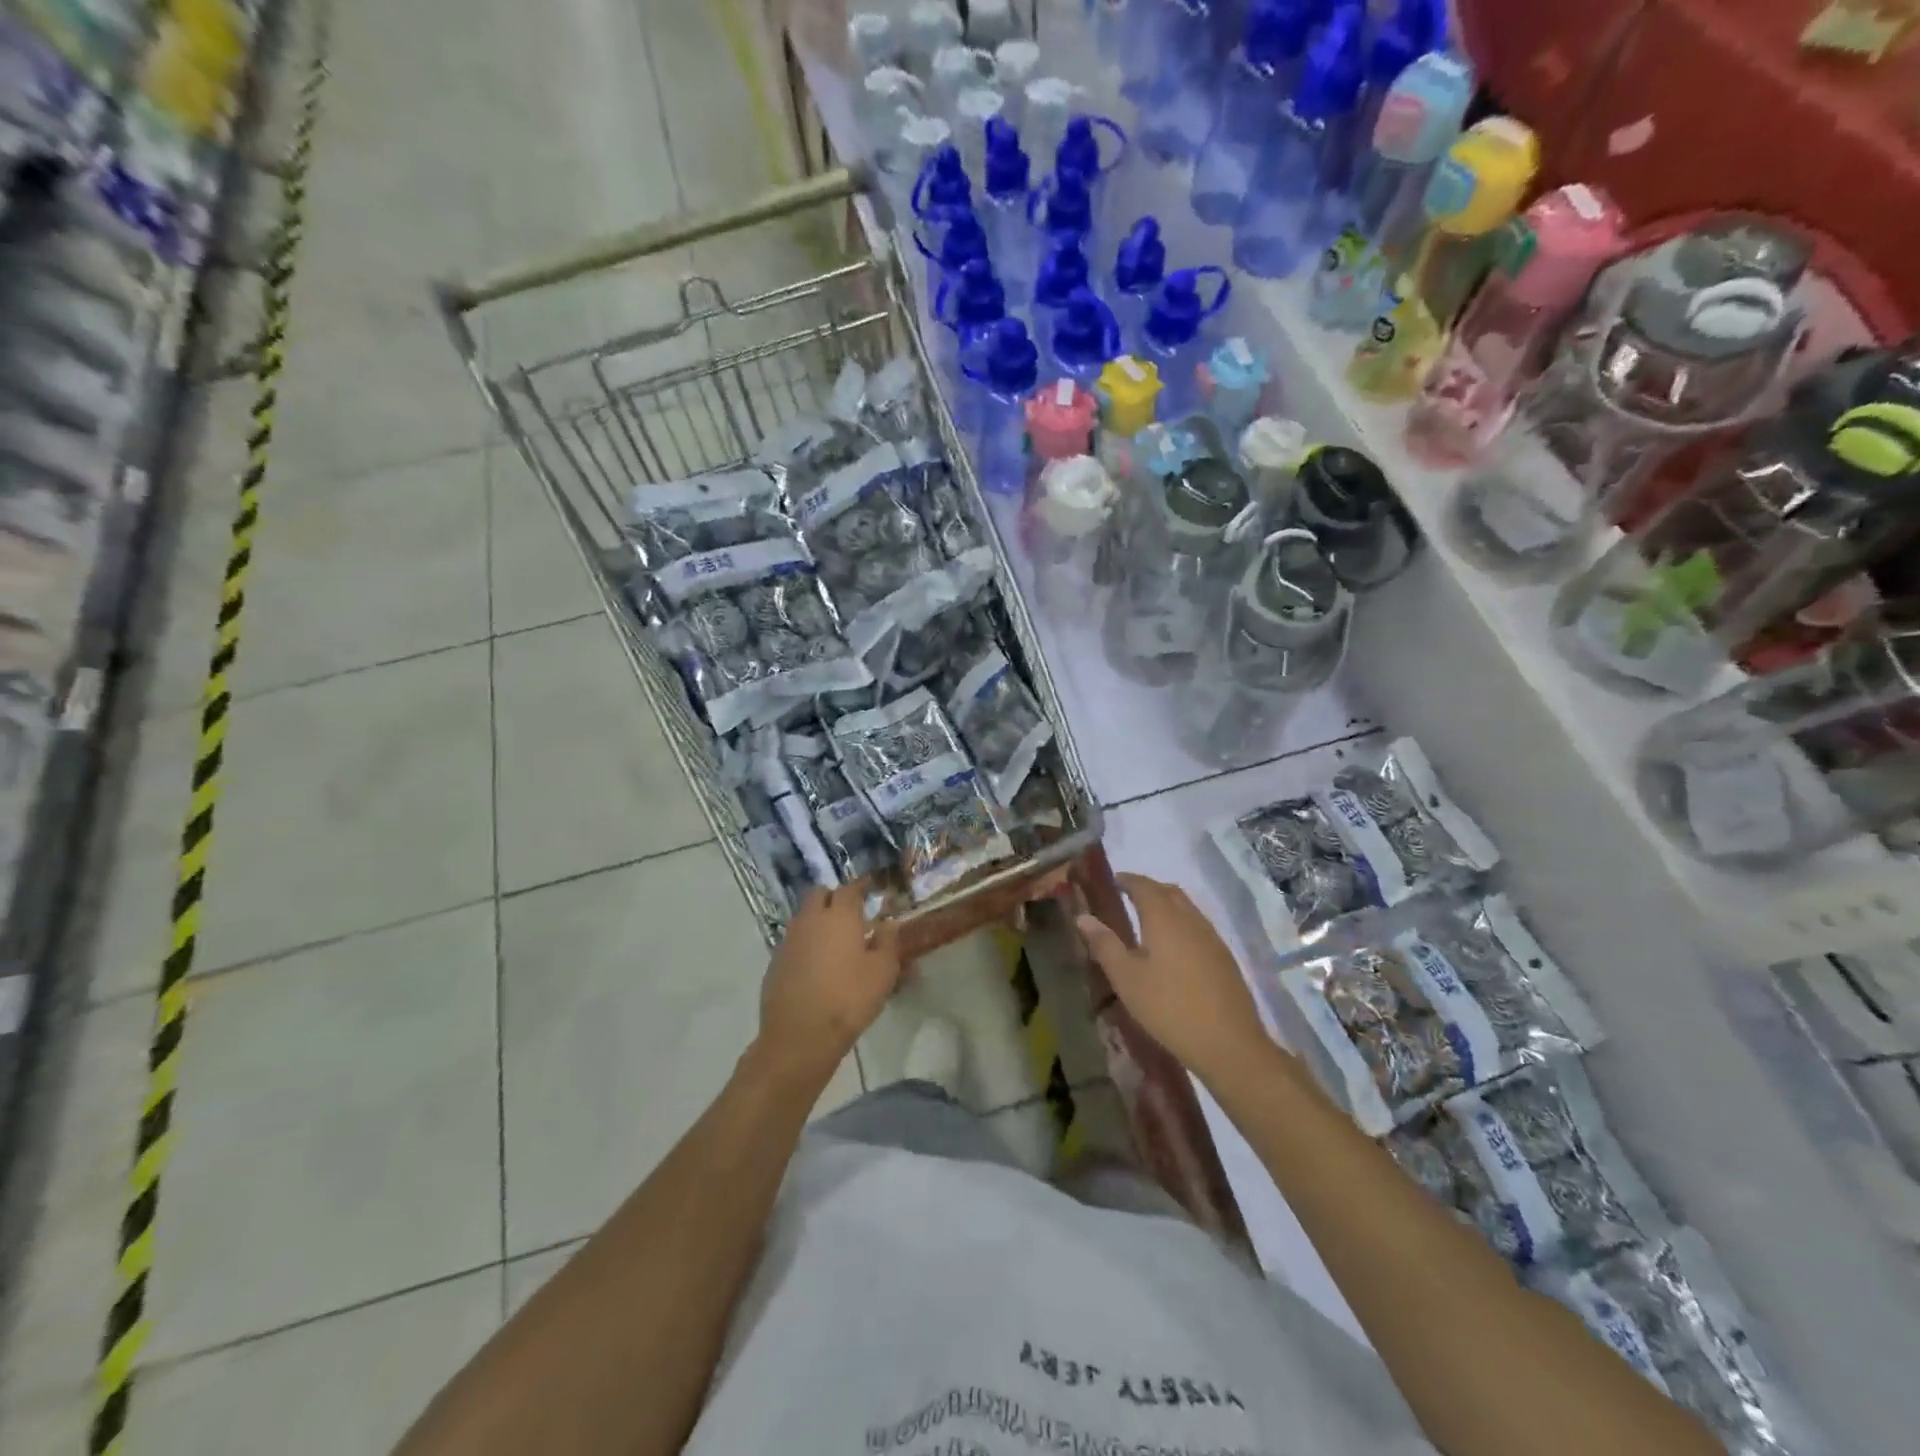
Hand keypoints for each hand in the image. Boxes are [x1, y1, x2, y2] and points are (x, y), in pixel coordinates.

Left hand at [758, 882, 902, 1082]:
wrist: (800, 1036)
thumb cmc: (849, 999)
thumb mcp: (883, 972)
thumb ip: (888, 942)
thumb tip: (888, 924)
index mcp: (839, 916)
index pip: (850, 888)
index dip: (862, 886)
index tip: (871, 888)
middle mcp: (811, 919)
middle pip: (820, 894)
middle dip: (835, 898)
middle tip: (851, 914)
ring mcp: (789, 939)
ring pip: (804, 916)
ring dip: (819, 920)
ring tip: (836, 941)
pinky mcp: (775, 961)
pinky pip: (794, 940)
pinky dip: (806, 943)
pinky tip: (817, 965)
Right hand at [1077, 874, 1269, 1083]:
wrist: (1229, 1044)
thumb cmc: (1169, 1007)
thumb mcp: (1126, 978)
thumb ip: (1104, 944)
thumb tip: (1083, 916)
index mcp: (1164, 917)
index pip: (1143, 885)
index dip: (1126, 880)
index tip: (1112, 882)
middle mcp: (1190, 919)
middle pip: (1168, 891)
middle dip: (1147, 889)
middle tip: (1127, 898)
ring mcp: (1212, 937)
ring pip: (1186, 908)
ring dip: (1166, 906)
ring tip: (1147, 923)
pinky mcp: (1224, 957)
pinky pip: (1198, 927)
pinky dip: (1180, 925)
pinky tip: (1173, 950)